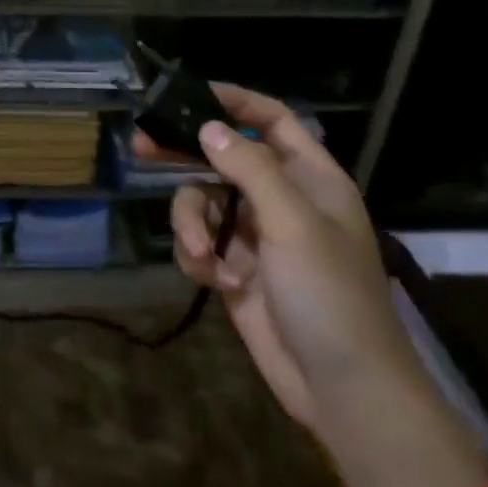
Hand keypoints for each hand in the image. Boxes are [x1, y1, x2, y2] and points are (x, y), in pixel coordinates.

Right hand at [142, 85, 487, 486]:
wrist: (344, 391)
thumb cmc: (329, 295)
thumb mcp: (293, 223)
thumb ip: (249, 169)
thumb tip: (208, 128)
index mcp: (310, 179)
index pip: (273, 121)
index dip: (236, 103)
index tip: (190, 96)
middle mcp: (281, 200)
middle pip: (225, 158)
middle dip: (187, 154)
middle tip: (143, 146)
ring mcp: (257, 237)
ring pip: (204, 203)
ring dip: (192, 223)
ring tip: (201, 254)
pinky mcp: (236, 270)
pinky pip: (201, 243)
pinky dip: (198, 256)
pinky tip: (213, 280)